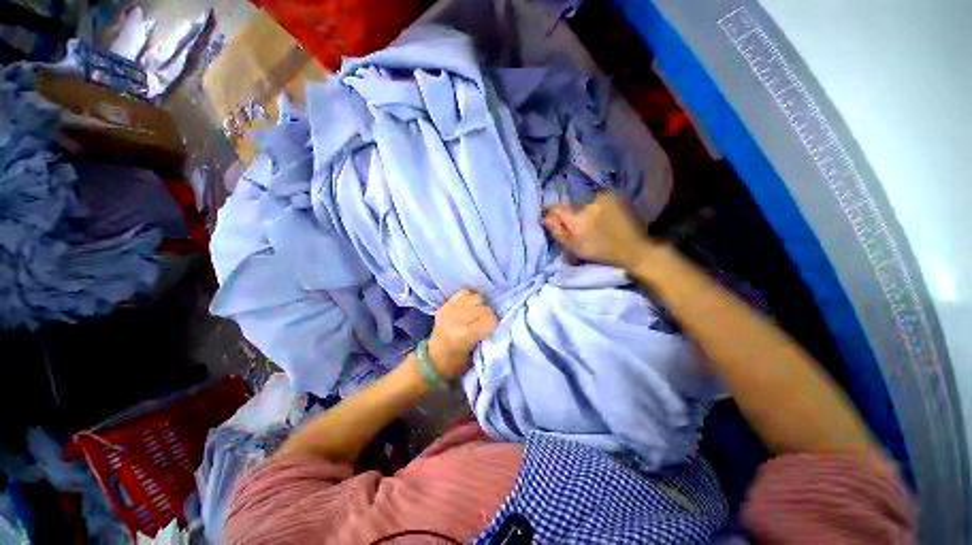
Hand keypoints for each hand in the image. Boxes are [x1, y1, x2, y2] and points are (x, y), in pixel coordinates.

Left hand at [427, 290, 498, 380]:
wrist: (433, 361)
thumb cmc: (457, 364)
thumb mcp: (475, 357)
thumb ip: (487, 339)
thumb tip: (498, 326)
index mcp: (463, 335)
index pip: (490, 320)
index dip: (494, 325)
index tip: (492, 332)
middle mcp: (455, 319)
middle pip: (484, 307)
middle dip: (488, 316)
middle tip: (485, 325)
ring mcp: (448, 310)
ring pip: (476, 297)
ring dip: (479, 306)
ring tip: (476, 316)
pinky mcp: (444, 305)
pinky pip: (464, 293)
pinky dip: (469, 299)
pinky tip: (468, 309)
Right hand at [542, 192, 652, 269]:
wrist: (634, 247)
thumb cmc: (601, 250)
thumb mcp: (575, 247)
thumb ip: (558, 231)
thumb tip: (545, 216)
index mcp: (578, 219)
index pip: (557, 209)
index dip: (554, 214)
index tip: (557, 220)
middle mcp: (590, 203)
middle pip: (573, 205)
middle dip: (574, 214)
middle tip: (583, 226)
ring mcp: (604, 197)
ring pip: (586, 201)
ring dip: (587, 209)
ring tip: (596, 222)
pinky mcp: (616, 195)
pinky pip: (599, 197)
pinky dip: (599, 205)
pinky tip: (606, 216)